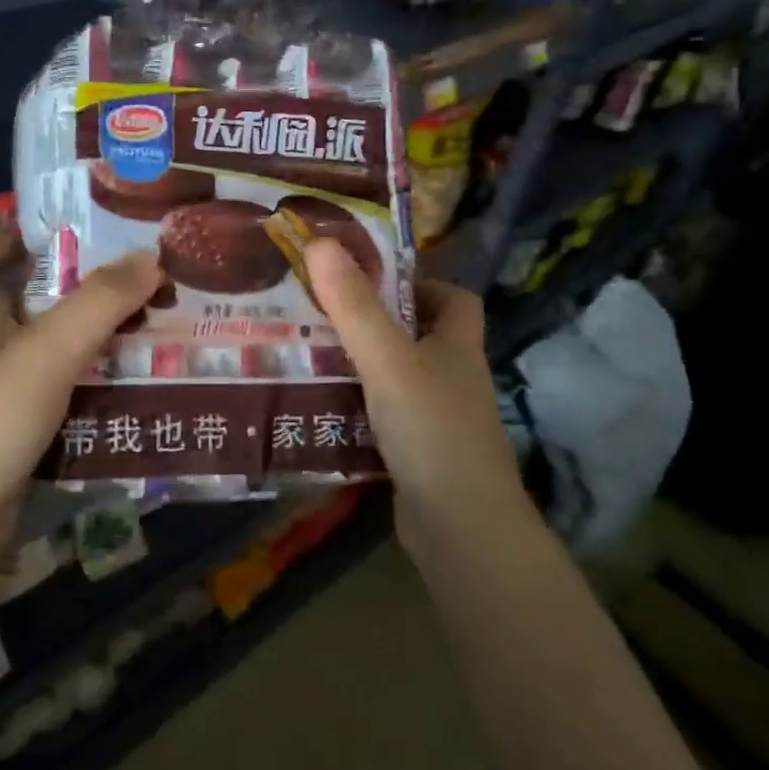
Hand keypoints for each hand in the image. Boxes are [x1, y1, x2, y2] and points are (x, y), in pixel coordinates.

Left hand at [0, 232, 161, 563]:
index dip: (2, 234)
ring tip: (144, 323)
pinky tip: (127, 382)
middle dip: (68, 285)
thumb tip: (151, 256)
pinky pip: (57, 389)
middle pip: (19, 300)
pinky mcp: (14, 429)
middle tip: (128, 276)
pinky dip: (87, 380)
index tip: (51, 227)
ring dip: (86, 334)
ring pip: (45, 347)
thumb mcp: (48, 352)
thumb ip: (99, 303)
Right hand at [304, 239, 529, 551]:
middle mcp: (453, 378)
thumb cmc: (431, 429)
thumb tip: (320, 241)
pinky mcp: (419, 453)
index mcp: (458, 346)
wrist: (460, 527)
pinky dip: (357, 408)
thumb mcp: (387, 360)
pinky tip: (320, 407)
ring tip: (308, 354)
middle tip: (321, 315)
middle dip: (374, 323)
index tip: (370, 282)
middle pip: (420, 337)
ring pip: (398, 378)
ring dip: (360, 366)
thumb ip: (354, 306)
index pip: (454, 299)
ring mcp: (439, 419)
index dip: (419, 283)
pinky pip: (385, 416)